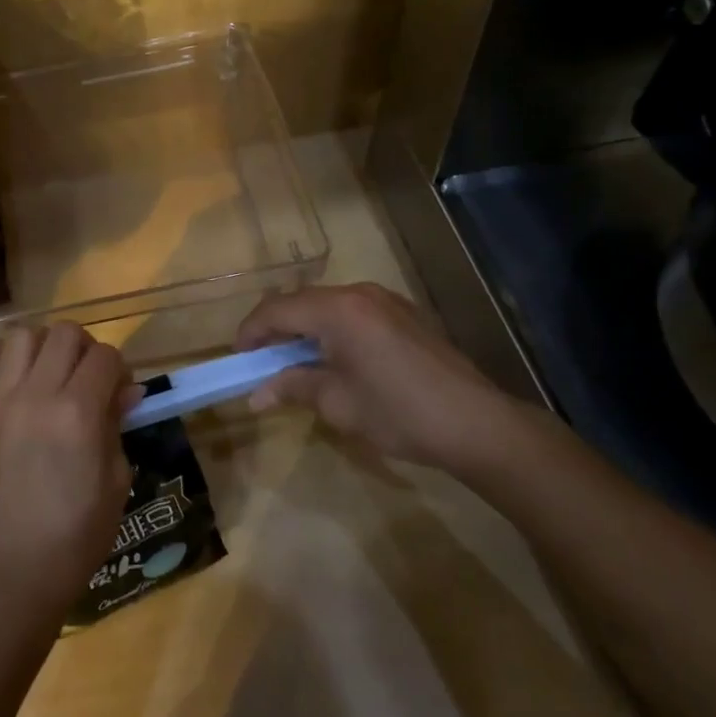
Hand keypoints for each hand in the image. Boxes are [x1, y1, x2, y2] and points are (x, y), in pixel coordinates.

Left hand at [0, 323, 138, 626]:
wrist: (17, 572)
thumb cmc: (78, 534)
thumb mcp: (117, 480)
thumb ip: (118, 426)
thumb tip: (127, 391)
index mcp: (79, 412)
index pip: (106, 356)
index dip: (120, 369)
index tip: (121, 393)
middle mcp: (38, 395)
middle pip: (65, 333)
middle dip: (86, 348)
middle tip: (89, 379)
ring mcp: (0, 404)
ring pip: (20, 337)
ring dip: (42, 344)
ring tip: (50, 370)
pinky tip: (0, 364)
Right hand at [236, 282, 527, 477]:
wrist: (476, 423)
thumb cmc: (398, 413)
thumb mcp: (338, 403)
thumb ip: (293, 387)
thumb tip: (256, 395)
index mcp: (338, 310)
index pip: (277, 310)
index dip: (251, 332)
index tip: (239, 359)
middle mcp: (359, 293)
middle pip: (301, 302)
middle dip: (276, 329)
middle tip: (262, 362)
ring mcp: (386, 300)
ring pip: (327, 305)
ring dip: (305, 328)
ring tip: (295, 361)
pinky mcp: (404, 313)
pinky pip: (353, 312)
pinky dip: (332, 329)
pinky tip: (336, 358)